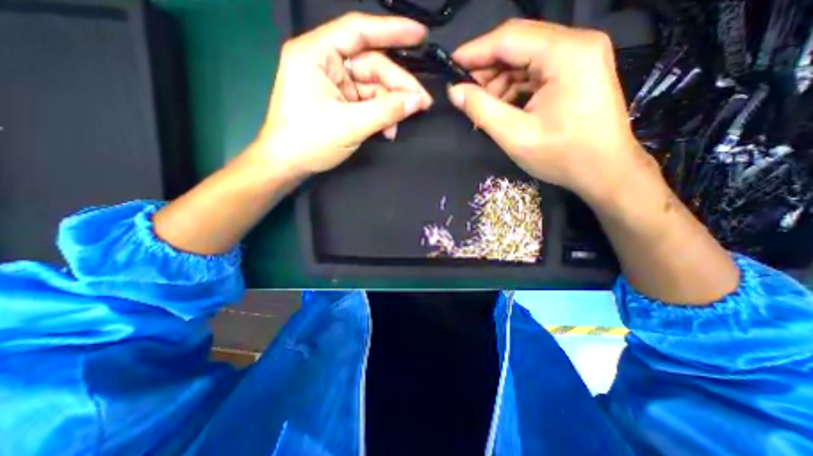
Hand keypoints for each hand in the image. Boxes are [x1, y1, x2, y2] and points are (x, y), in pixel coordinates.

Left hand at [253, 13, 431, 175]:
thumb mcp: (351, 126)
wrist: (288, 164)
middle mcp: (325, 63)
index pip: (359, 31)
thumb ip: (386, 111)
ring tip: (404, 121)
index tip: (421, 35)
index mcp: (317, 54)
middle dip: (398, 85)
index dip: (392, 30)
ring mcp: (333, 84)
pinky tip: (389, 129)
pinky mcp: (339, 101)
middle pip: (371, 65)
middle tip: (423, 102)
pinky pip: (367, 102)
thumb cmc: (310, 142)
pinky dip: (380, 114)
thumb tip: (418, 101)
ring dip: (391, 105)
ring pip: (372, 86)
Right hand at [448, 20, 651, 200]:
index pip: (508, 38)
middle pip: (517, 44)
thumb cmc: (563, 157)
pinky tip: (502, 108)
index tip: (449, 67)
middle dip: (486, 69)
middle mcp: (576, 44)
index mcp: (566, 54)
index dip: (474, 52)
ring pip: (524, 59)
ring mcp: (578, 57)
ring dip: (499, 81)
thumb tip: (454, 91)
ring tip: (483, 108)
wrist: (605, 172)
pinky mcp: (576, 72)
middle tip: (464, 93)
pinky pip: (535, 72)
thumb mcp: (515, 135)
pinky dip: (514, 88)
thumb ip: (481, 109)